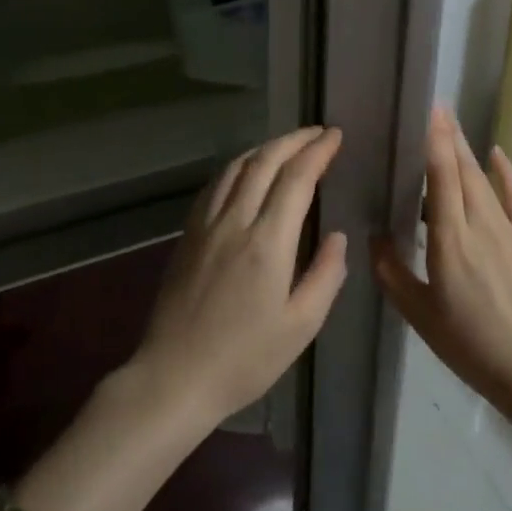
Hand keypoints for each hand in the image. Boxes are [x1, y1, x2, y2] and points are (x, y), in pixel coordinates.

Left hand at [129, 126, 347, 432]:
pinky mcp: (187, 236)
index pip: (296, 179)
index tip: (335, 136)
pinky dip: (236, 167)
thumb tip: (337, 237)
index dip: (317, 152)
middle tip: (317, 132)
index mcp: (268, 243)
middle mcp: (235, 222)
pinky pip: (214, 186)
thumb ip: (325, 275)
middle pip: (264, 162)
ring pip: (235, 168)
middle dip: (294, 140)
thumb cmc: (245, 360)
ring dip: (264, 148)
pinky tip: (245, 171)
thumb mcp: (301, 326)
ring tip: (287, 144)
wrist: (174, 378)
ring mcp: (205, 226)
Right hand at [373, 107, 511, 409]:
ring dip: (468, 151)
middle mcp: (480, 226)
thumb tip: (374, 237)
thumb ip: (392, 273)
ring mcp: (508, 231)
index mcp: (450, 242)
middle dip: (450, 138)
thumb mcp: (419, 314)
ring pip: (484, 180)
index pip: (442, 179)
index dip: (436, 142)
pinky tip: (496, 155)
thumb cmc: (469, 343)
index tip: (429, 112)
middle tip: (436, 110)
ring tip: (453, 127)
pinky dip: (506, 173)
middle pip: (463, 171)